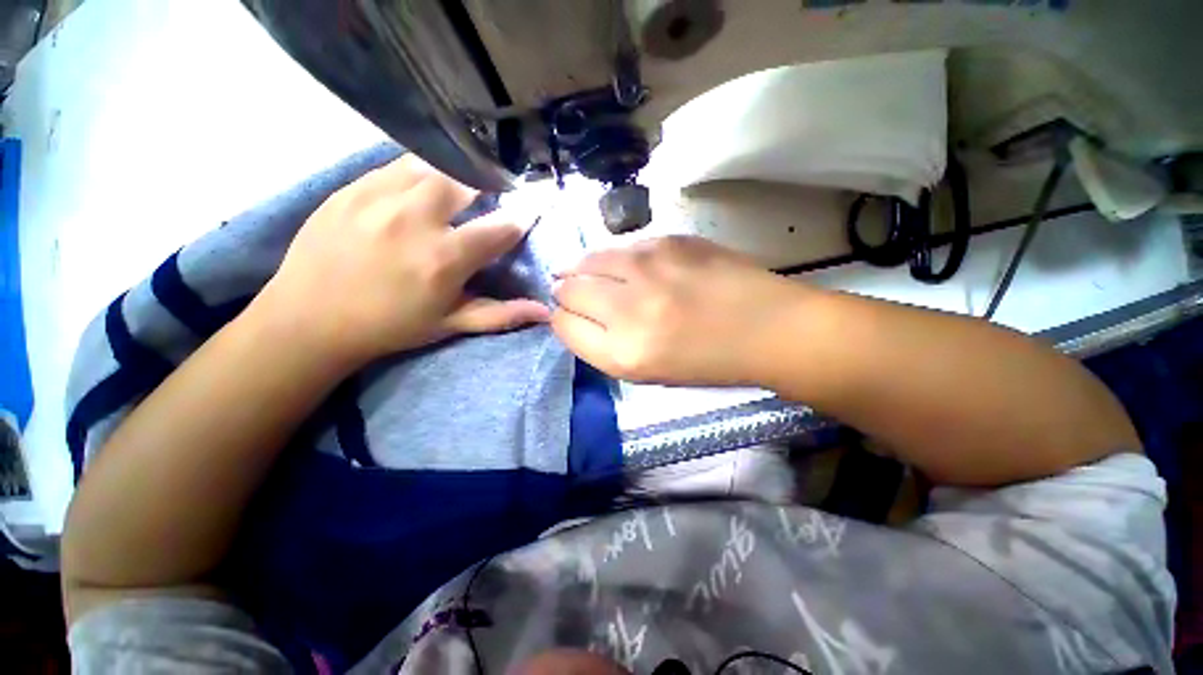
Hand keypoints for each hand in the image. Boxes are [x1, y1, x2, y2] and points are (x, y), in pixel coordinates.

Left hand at [257, 155, 549, 365]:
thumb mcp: (450, 325)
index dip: (520, 221)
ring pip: (434, 164)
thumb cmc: (389, 326)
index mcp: (444, 259)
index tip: (524, 218)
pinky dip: (420, 172)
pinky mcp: (352, 186)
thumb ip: (501, 314)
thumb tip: (545, 311)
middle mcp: (415, 219)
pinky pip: (398, 164)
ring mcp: (379, 196)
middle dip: (488, 187)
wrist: (308, 319)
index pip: (501, 227)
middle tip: (490, 199)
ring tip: (457, 192)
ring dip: (455, 175)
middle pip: (469, 181)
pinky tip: (420, 189)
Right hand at [552, 236, 802, 385]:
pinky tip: (627, 267)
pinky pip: (621, 247)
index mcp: (624, 353)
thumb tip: (572, 315)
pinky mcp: (669, 240)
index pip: (563, 325)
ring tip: (593, 276)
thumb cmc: (706, 362)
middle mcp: (628, 308)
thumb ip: (602, 345)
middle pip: (569, 289)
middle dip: (565, 293)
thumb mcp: (646, 372)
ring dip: (583, 269)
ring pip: (587, 260)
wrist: (767, 328)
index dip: (562, 320)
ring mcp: (649, 268)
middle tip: (576, 294)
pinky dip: (614, 258)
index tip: (571, 317)